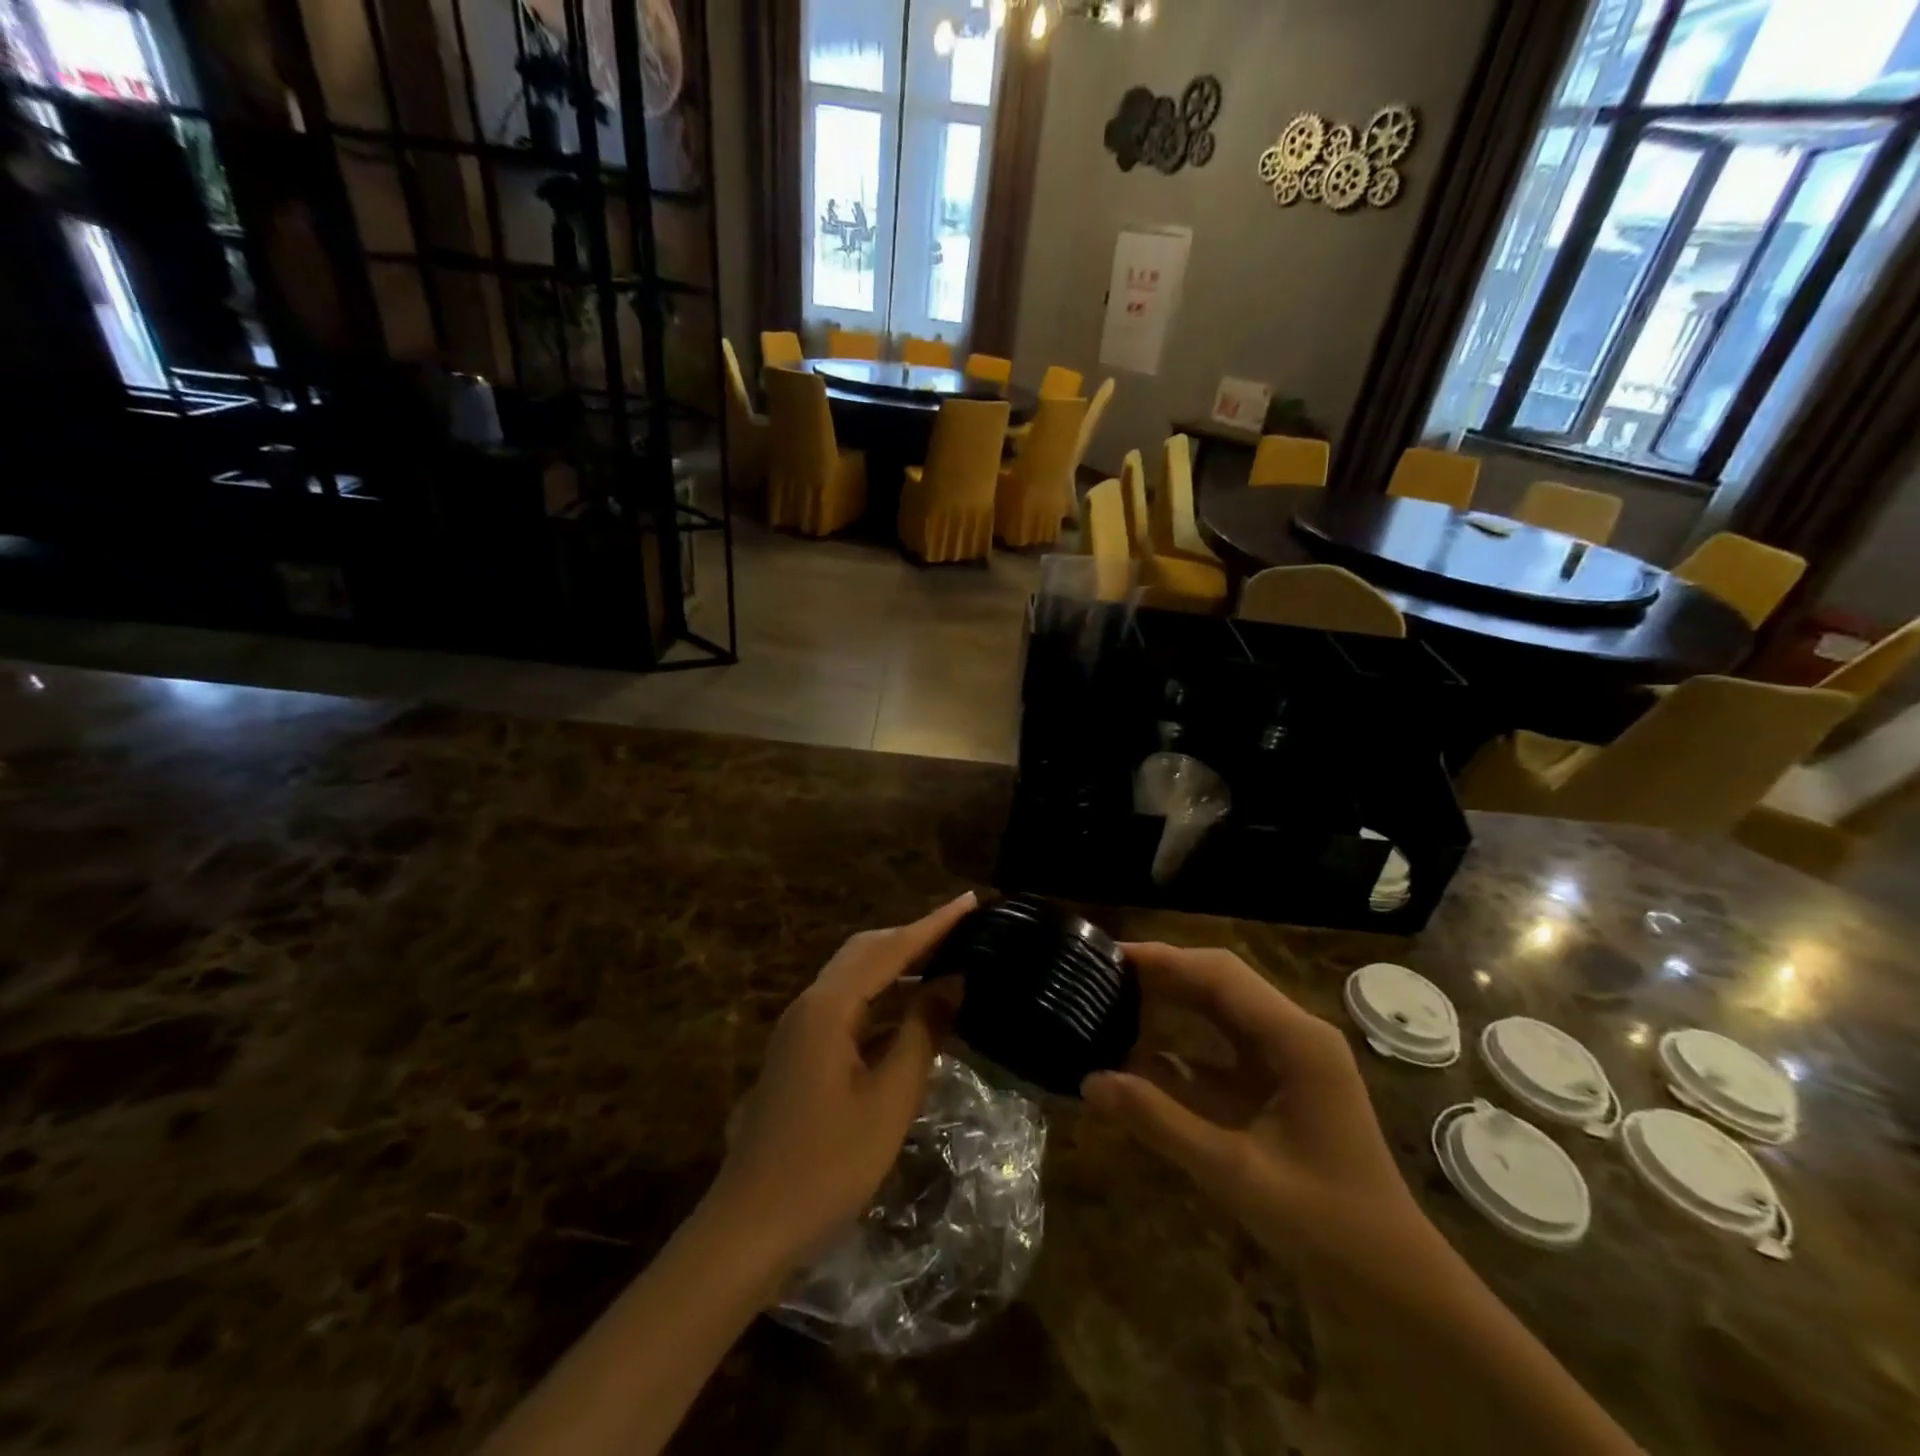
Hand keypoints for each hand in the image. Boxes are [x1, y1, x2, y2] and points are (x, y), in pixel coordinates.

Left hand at [706, 892, 975, 1273]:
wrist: (750, 1226)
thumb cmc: (827, 1166)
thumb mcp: (889, 1100)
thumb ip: (921, 1033)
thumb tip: (953, 983)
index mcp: (829, 1007)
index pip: (890, 949)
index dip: (934, 924)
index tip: (971, 901)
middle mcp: (810, 1004)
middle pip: (867, 951)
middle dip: (915, 936)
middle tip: (963, 929)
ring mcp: (801, 1028)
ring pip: (855, 977)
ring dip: (899, 965)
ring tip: (946, 959)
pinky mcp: (801, 1051)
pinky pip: (849, 1006)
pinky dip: (884, 998)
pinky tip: (912, 1010)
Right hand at [1084, 942, 1431, 1272]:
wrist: (1396, 1283)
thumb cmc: (1326, 1225)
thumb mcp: (1234, 1173)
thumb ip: (1160, 1122)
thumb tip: (1090, 1081)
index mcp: (1296, 1040)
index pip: (1219, 975)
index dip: (1163, 959)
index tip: (1110, 954)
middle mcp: (1295, 1033)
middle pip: (1220, 981)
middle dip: (1162, 973)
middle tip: (1101, 973)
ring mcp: (1290, 1057)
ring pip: (1221, 1008)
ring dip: (1171, 1000)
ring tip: (1114, 997)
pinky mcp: (1280, 1082)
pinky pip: (1224, 1046)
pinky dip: (1183, 1042)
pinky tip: (1141, 1050)